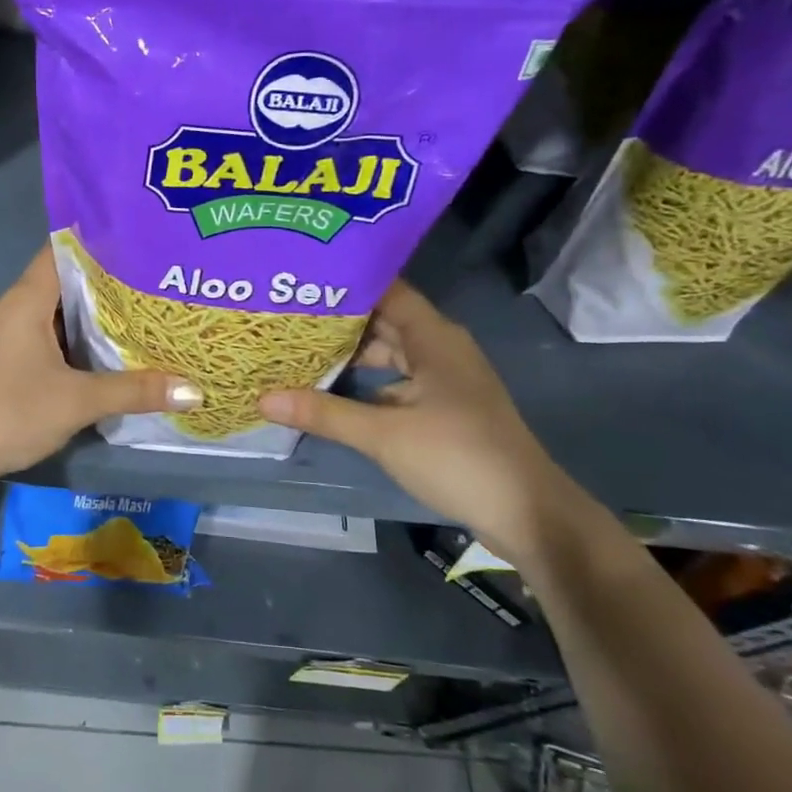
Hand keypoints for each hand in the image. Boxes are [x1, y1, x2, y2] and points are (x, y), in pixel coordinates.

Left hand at [0, 248, 197, 488]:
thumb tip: (194, 391)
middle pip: (63, 281)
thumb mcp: (78, 401)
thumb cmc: (10, 412)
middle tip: (155, 282)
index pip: (62, 250)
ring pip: (53, 313)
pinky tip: (102, 354)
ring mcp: (3, 336)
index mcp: (25, 299)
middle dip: (106, 282)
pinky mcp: (2, 361)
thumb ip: (135, 391)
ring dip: (90, 315)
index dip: (100, 242)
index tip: (141, 242)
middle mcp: (12, 308)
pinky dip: (73, 340)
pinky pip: (44, 337)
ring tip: (140, 314)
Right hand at [259, 281, 580, 563]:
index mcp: (433, 338)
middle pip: (383, 321)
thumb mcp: (384, 434)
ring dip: (349, 354)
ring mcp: (443, 379)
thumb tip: (263, 398)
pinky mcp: (443, 407)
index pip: (386, 290)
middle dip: (337, 319)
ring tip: (298, 348)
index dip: (345, 281)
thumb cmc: (458, 457)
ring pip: (388, 354)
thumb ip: (323, 413)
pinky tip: (330, 390)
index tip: (301, 278)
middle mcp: (439, 348)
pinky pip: (395, 381)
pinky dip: (365, 382)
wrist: (528, 513)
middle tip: (286, 313)